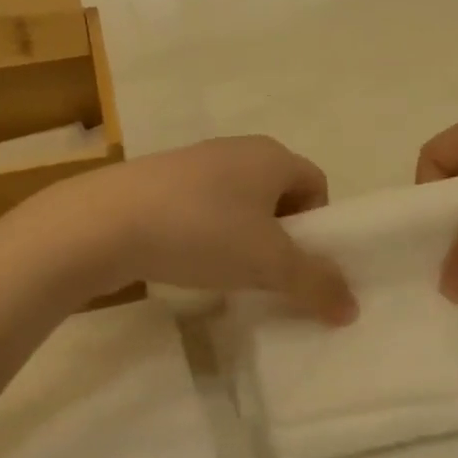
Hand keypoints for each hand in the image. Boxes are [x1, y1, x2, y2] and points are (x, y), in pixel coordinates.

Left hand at [23, 138, 357, 323]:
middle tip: (268, 273)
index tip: (300, 262)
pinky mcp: (159, 180)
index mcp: (271, 155)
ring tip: (227, 272)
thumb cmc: (202, 231)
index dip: (318, 225)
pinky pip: (202, 207)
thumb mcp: (268, 263)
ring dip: (243, 236)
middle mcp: (237, 149)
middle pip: (278, 194)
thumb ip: (315, 283)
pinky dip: (207, 233)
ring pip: (238, 202)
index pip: (317, 184)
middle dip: (281, 235)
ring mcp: (194, 162)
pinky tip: (188, 260)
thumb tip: (352, 307)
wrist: (105, 222)